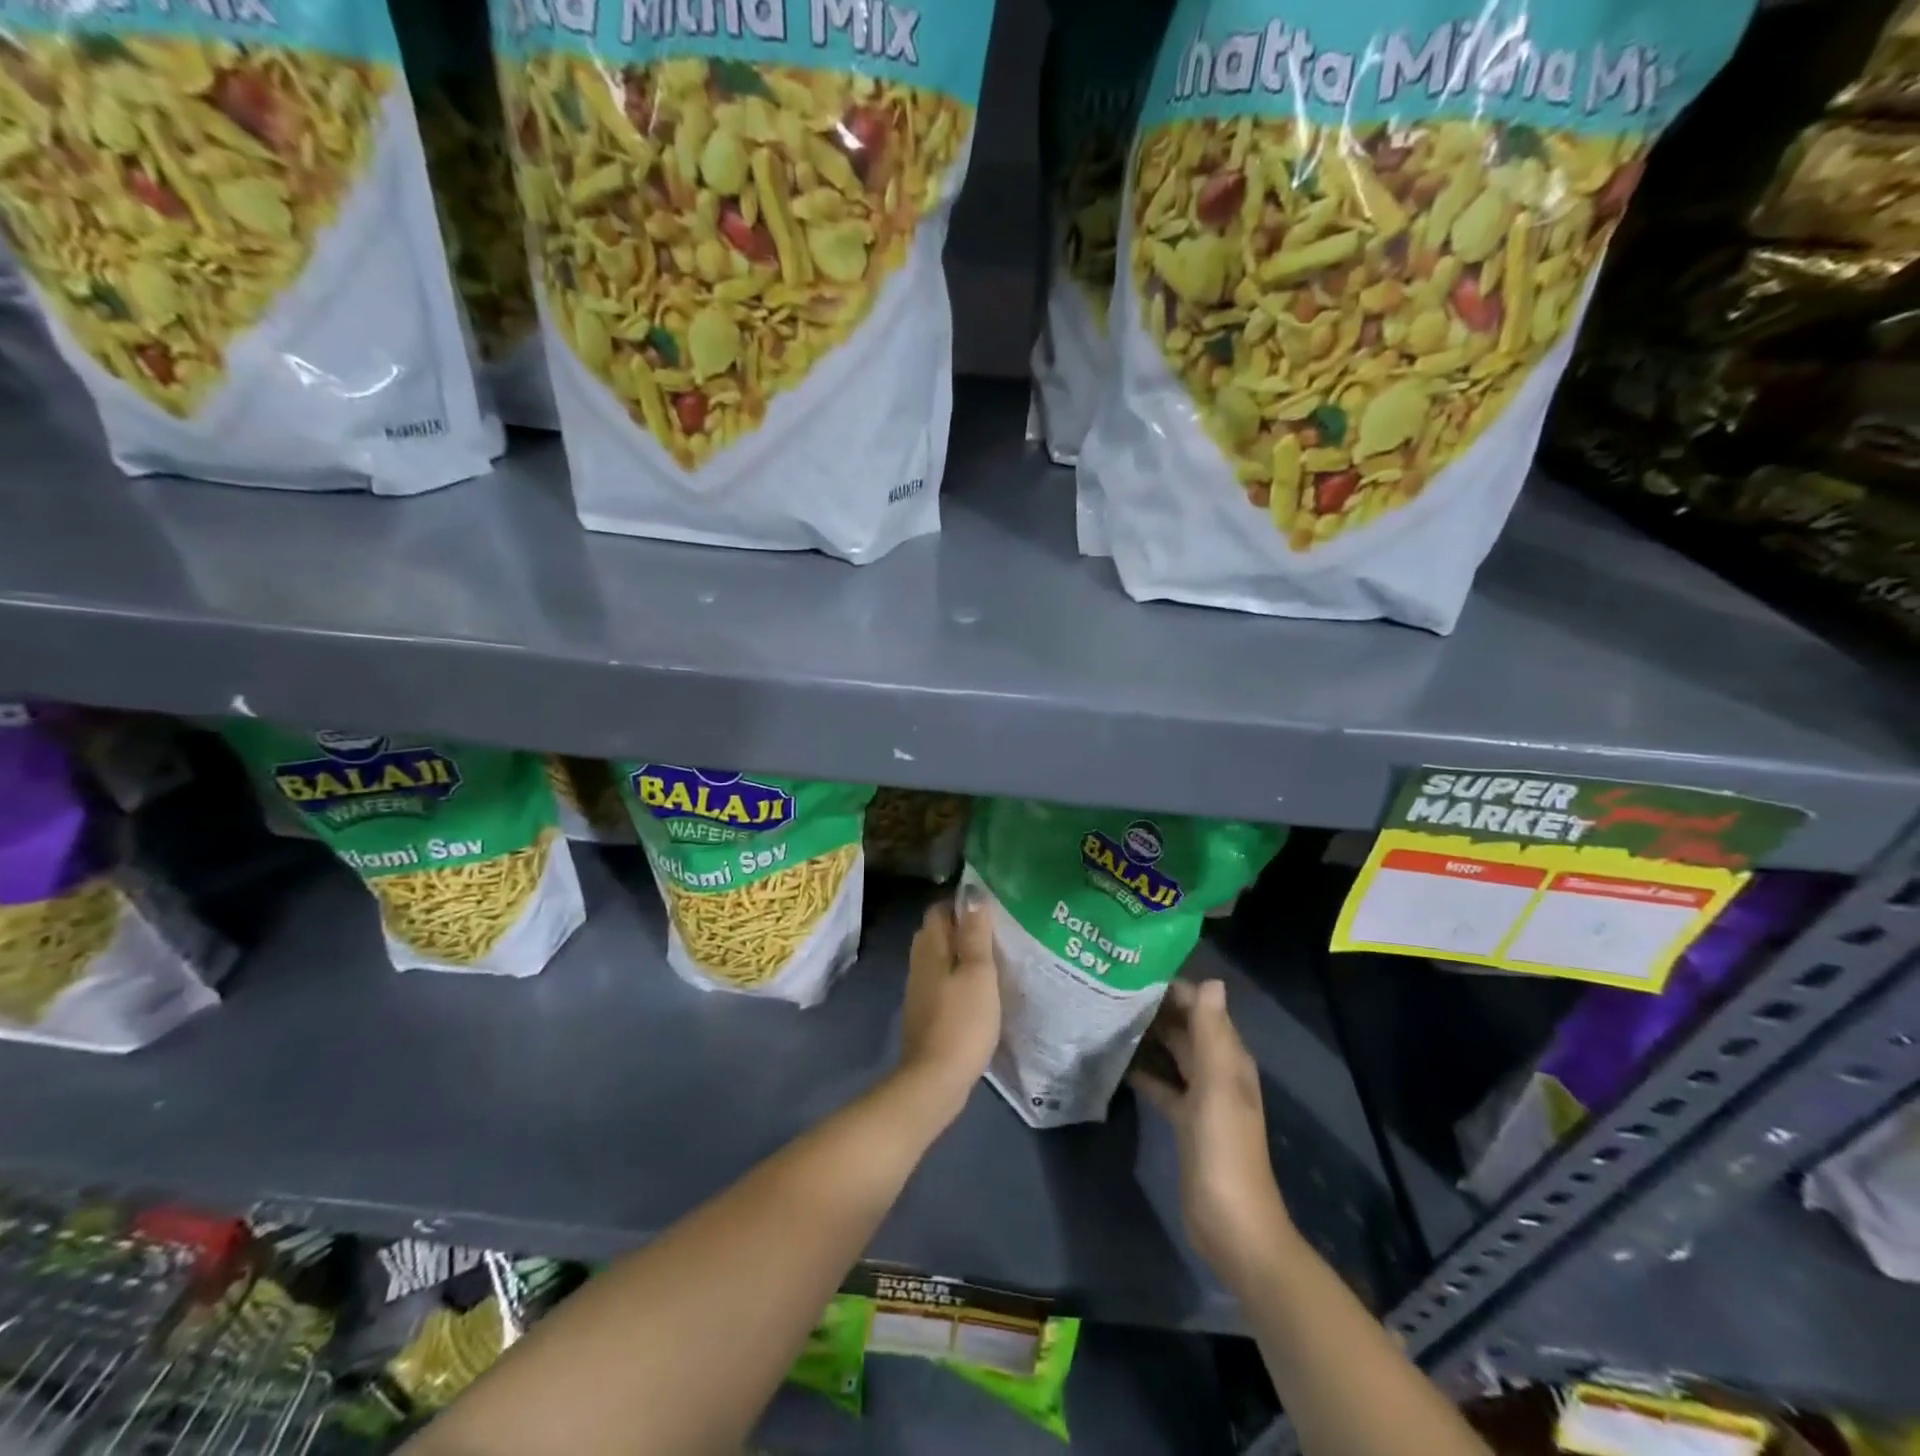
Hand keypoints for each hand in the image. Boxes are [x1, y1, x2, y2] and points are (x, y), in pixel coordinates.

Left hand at [895, 894, 1000, 1122]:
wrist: (935, 1079)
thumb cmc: (962, 1020)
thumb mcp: (978, 972)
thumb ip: (975, 933)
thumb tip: (972, 895)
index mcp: (930, 947)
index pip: (939, 909)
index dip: (961, 904)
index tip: (989, 908)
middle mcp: (918, 962)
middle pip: (937, 933)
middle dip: (961, 928)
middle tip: (995, 932)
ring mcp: (919, 989)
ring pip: (939, 958)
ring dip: (960, 955)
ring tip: (992, 959)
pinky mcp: (925, 1012)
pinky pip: (941, 982)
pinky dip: (957, 978)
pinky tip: (978, 990)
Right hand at [1130, 979, 1292, 1288]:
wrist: (1231, 1226)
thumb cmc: (1224, 1151)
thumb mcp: (1217, 1087)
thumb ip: (1212, 1034)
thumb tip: (1211, 981)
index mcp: (1229, 1059)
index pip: (1200, 1008)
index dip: (1172, 988)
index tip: (1131, 972)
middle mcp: (1217, 1071)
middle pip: (1185, 1028)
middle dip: (1154, 1009)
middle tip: (1109, 991)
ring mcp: (1201, 1098)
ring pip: (1172, 1054)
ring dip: (1147, 1037)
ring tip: (1106, 1017)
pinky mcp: (1184, 1121)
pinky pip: (1162, 1084)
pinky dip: (1143, 1071)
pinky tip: (1115, 1062)